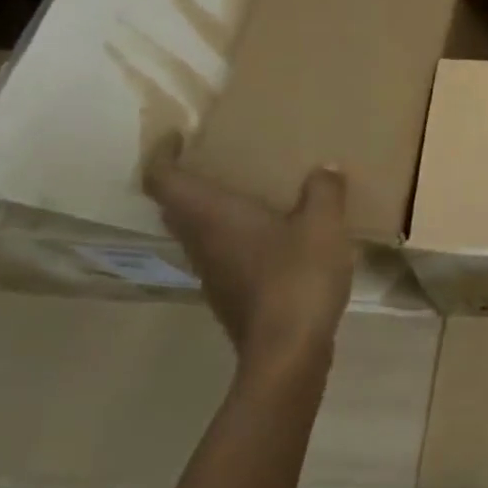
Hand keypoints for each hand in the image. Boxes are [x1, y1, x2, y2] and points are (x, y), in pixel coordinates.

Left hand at [144, 135, 354, 375]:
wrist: (288, 352)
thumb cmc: (297, 277)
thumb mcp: (323, 224)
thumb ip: (324, 191)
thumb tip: (324, 169)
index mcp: (213, 216)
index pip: (164, 179)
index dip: (162, 154)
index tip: (177, 136)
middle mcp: (202, 242)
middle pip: (176, 206)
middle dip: (190, 179)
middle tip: (220, 159)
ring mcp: (213, 273)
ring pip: (198, 231)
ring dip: (213, 210)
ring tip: (251, 192)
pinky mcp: (231, 295)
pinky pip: (223, 253)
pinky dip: (236, 235)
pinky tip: (274, 235)